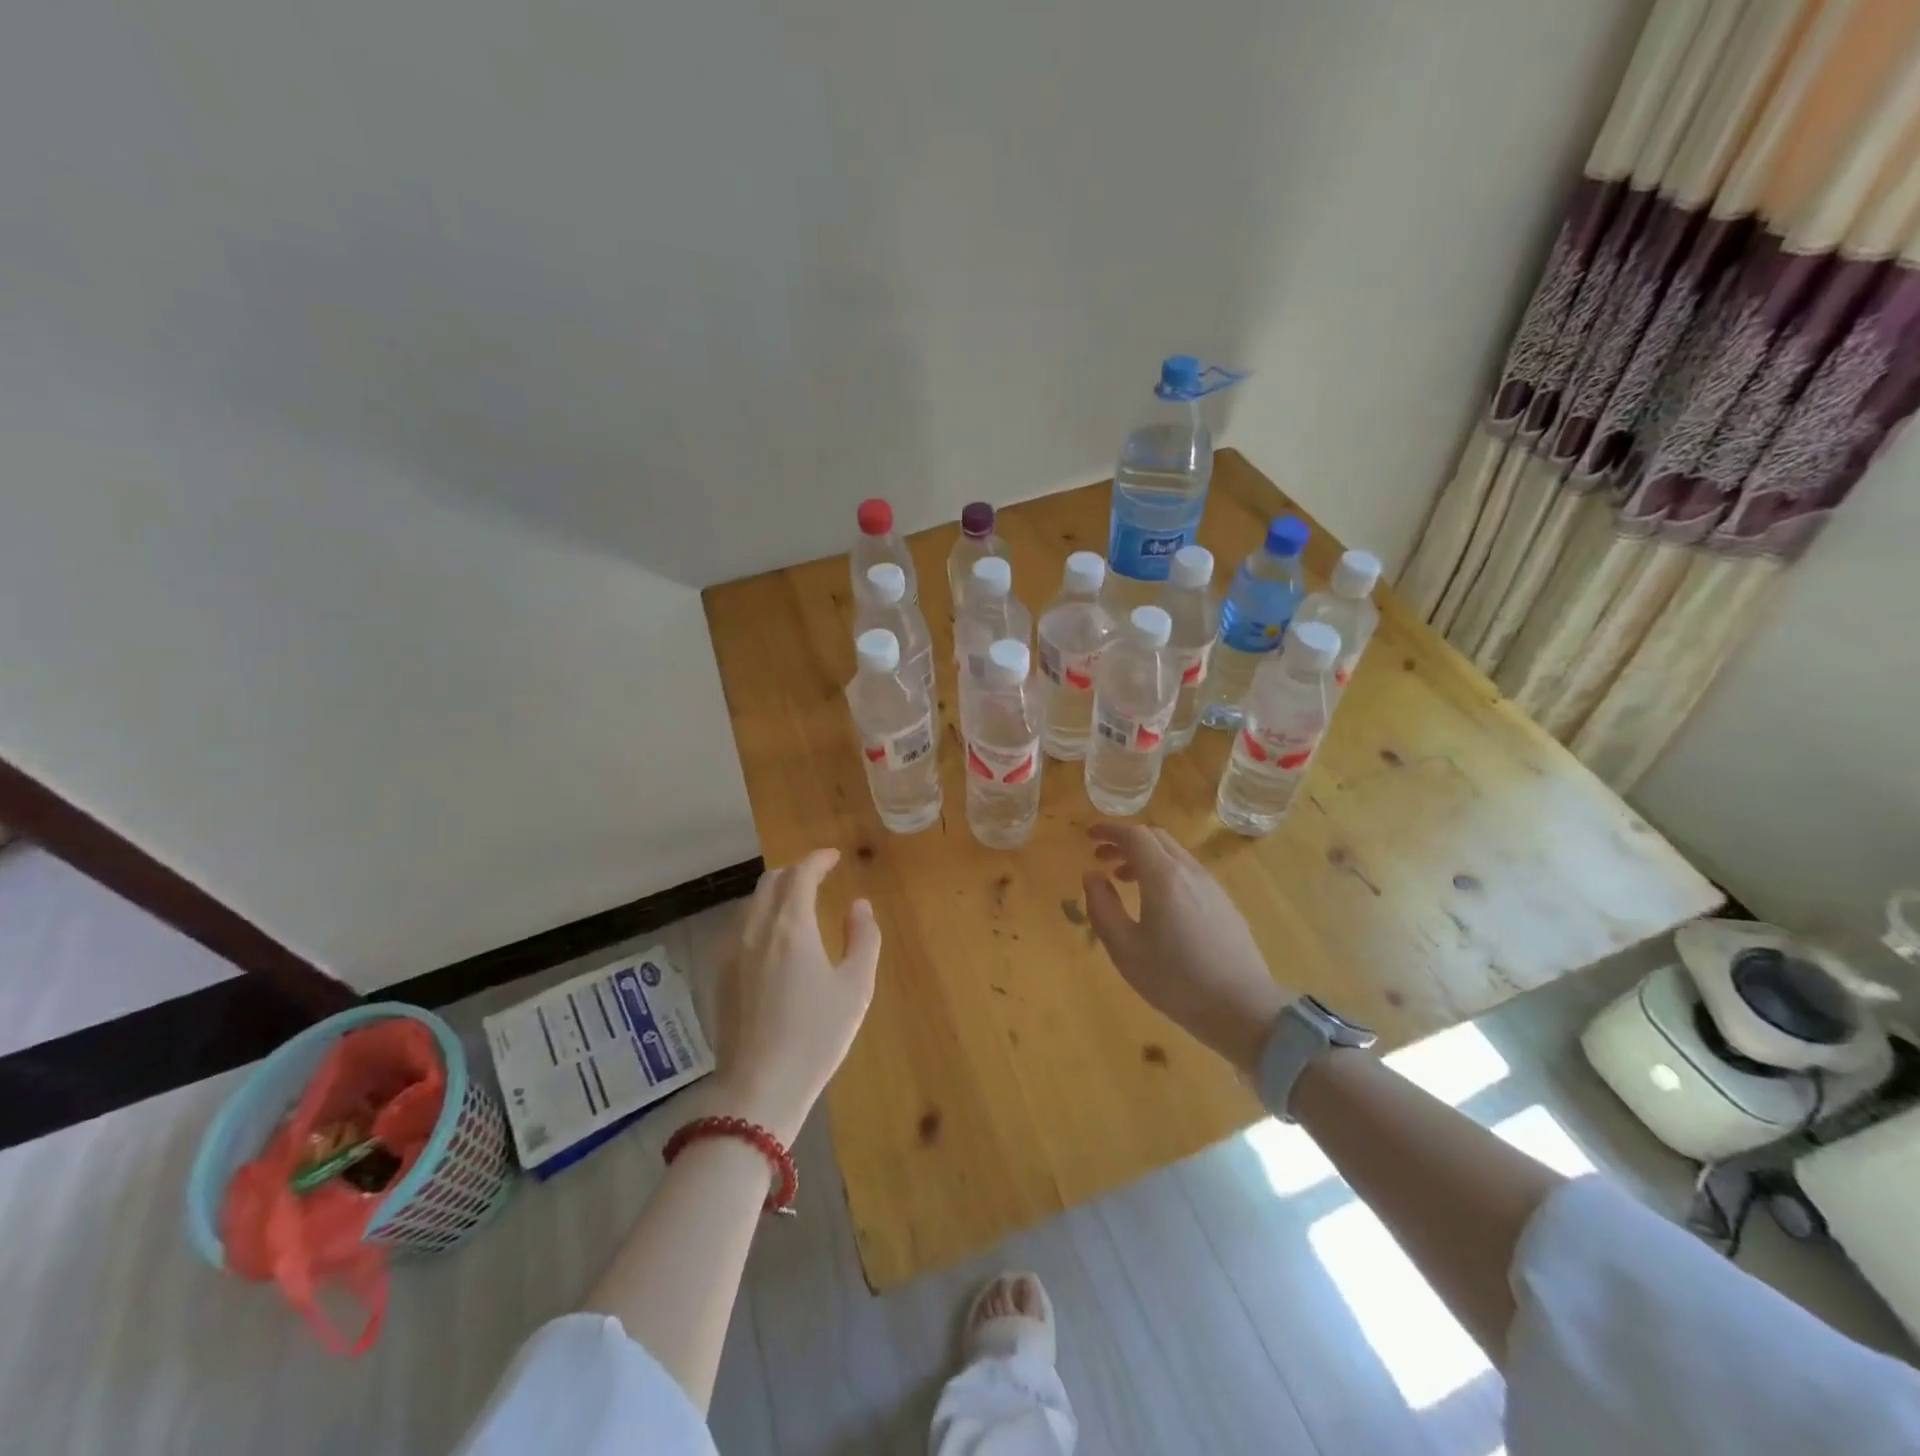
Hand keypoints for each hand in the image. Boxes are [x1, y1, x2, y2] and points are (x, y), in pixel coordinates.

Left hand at [711, 849, 880, 1143]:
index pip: (801, 874)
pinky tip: (771, 937)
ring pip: (751, 903)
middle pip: (771, 881)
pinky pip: (739, 926)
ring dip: (775, 892)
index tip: (834, 857)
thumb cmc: (816, 1036)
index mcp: (791, 926)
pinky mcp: (719, 974)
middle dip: (795, 871)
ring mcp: (731, 951)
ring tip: (796, 903)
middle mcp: (756, 928)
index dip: (818, 860)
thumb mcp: (855, 987)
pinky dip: (758, 915)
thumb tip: (859, 905)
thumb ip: (863, 938)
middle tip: (817, 876)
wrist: (759, 1088)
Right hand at [1083, 824, 1290, 1075]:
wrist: (1243, 1009)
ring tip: (1123, 880)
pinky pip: (1189, 872)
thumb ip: (1102, 907)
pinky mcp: (1225, 904)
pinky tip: (1157, 903)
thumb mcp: (1125, 949)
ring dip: (1145, 857)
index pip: (1134, 835)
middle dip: (1126, 841)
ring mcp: (1212, 887)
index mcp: (1164, 877)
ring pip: (1175, 855)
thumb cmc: (1176, 980)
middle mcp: (1190, 872)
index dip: (1109, 830)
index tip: (1089, 837)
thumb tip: (1092, 876)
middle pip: (1156, 838)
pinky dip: (1164, 872)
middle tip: (1102, 858)